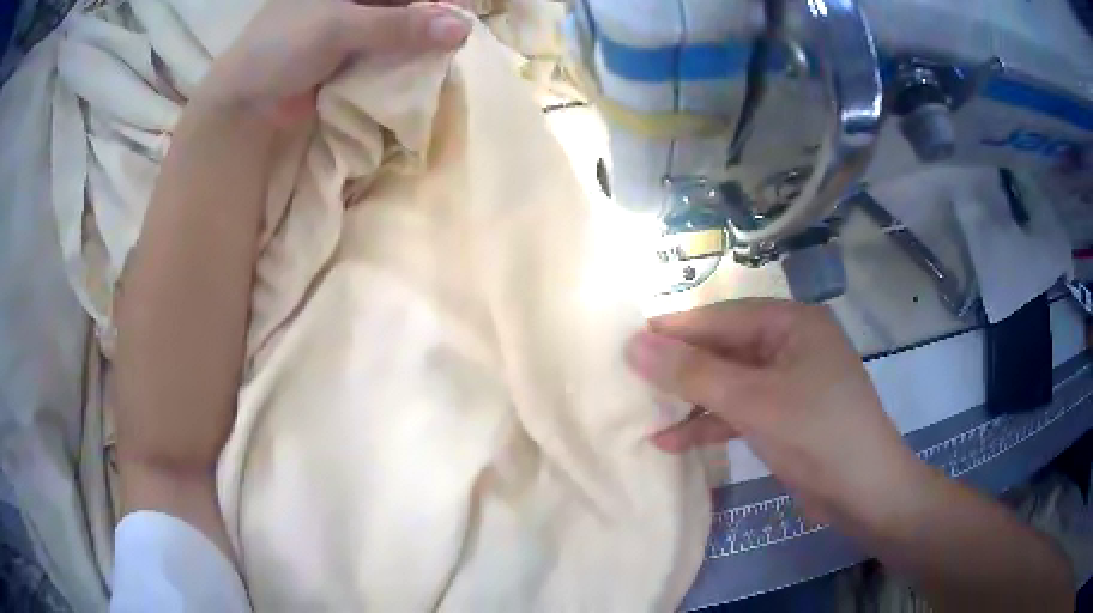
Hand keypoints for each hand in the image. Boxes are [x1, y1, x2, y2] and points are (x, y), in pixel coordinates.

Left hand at [197, 0, 471, 123]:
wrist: (245, 100)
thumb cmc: (282, 47)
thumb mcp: (339, 28)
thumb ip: (399, 26)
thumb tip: (461, 29)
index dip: (438, 0)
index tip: (465, 14)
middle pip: (409, 3)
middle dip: (433, 19)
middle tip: (458, 40)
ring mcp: (357, 25)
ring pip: (403, 27)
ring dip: (422, 43)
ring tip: (447, 57)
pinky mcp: (354, 54)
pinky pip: (391, 52)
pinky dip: (405, 61)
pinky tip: (423, 70)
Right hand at [625, 299, 925, 526]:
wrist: (865, 493)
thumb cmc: (816, 434)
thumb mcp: (753, 401)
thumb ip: (693, 373)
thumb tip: (635, 344)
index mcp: (794, 324)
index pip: (724, 317)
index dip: (677, 329)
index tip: (630, 341)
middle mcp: (793, 345)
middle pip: (727, 350)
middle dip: (683, 369)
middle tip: (633, 378)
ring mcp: (791, 383)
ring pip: (732, 383)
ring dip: (693, 400)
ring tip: (646, 412)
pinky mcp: (787, 417)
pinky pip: (742, 411)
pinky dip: (712, 425)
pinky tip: (673, 442)